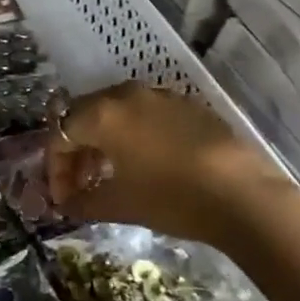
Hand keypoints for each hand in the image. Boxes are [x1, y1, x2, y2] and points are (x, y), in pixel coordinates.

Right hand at [45, 82, 299, 248]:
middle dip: (77, 152)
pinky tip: (144, 165)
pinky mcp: (186, 105)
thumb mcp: (120, 205)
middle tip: (79, 185)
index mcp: (102, 114)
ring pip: (115, 113)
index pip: (60, 135)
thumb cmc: (171, 197)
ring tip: (109, 176)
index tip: (61, 198)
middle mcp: (125, 94)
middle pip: (84, 116)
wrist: (244, 195)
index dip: (55, 168)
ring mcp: (158, 96)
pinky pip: (144, 114)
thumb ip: (83, 202)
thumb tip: (65, 205)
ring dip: (103, 142)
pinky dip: (132, 136)